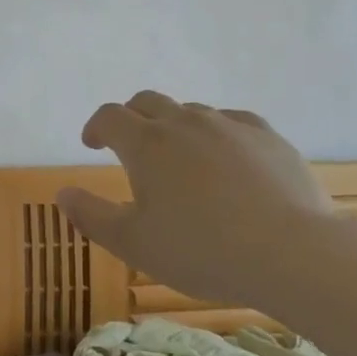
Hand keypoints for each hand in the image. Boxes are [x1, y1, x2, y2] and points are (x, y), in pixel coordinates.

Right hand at [57, 92, 337, 309]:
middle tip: (129, 143)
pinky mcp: (267, 137)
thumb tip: (63, 193)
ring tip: (179, 157)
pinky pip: (232, 121)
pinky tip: (226, 156)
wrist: (293, 253)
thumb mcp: (134, 244)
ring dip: (174, 125)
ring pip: (190, 111)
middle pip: (147, 102)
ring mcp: (228, 125)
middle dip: (131, 117)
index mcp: (146, 144)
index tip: (92, 143)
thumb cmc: (203, 251)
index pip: (109, 117)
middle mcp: (183, 123)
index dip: (95, 126)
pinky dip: (217, 132)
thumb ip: (92, 216)